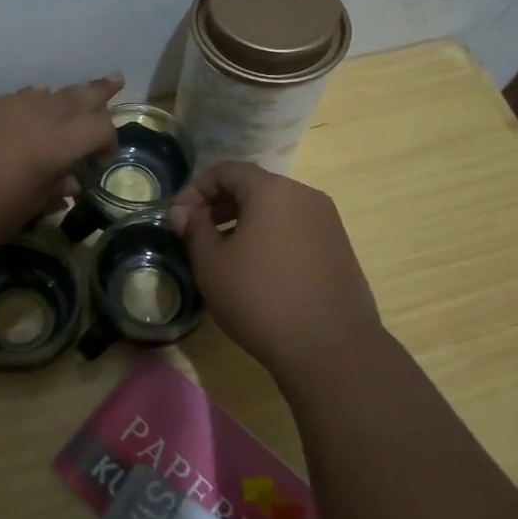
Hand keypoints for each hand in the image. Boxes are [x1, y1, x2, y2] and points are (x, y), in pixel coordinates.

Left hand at [0, 74, 123, 250]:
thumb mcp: (12, 215)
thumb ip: (44, 196)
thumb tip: (68, 185)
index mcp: (51, 145)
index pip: (95, 130)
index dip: (108, 138)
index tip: (104, 156)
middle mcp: (29, 116)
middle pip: (72, 97)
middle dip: (96, 91)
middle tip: (115, 79)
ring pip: (34, 95)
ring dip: (53, 96)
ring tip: (59, 94)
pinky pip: (2, 100)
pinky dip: (15, 104)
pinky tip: (7, 113)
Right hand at [168, 162, 383, 378]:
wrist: (330, 347)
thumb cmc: (260, 299)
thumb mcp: (213, 265)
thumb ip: (194, 230)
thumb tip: (182, 211)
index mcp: (272, 190)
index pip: (227, 171)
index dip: (196, 189)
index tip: (177, 215)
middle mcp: (305, 195)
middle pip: (255, 186)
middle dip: (220, 204)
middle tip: (197, 232)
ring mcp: (328, 222)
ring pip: (277, 209)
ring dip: (246, 221)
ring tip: (225, 253)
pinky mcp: (340, 248)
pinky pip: (297, 229)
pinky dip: (272, 237)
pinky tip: (259, 270)